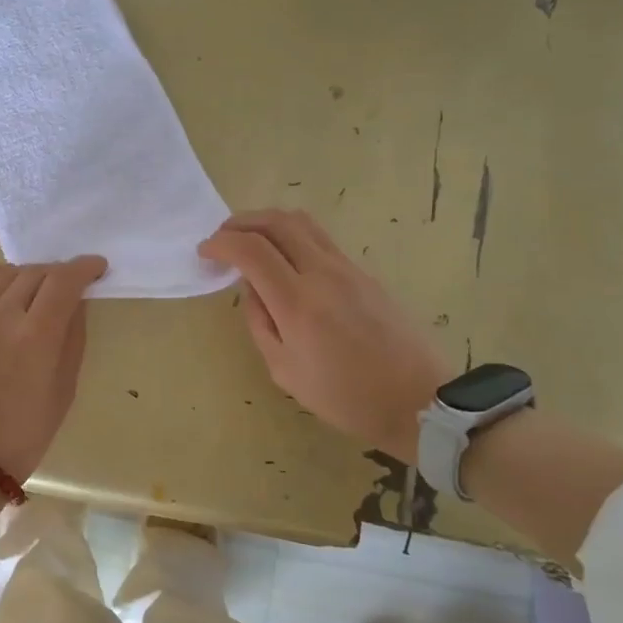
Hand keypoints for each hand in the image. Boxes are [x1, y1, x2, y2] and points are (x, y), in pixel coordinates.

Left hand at [0, 256, 107, 480]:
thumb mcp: (63, 391)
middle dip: (58, 274)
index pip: (65, 281)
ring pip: (2, 276)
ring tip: (34, 289)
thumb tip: (75, 304)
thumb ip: (72, 340)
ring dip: (26, 276)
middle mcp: (0, 316)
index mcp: (36, 336)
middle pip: (35, 274)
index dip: (84, 268)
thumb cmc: (23, 436)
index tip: (96, 267)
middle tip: (68, 286)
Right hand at [199, 211, 451, 460]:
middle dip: (241, 223)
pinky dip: (291, 235)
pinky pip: (319, 238)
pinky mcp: (364, 272)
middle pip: (277, 222)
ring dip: (267, 222)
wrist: (418, 400)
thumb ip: (260, 323)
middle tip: (222, 238)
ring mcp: (348, 268)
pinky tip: (282, 258)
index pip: (252, 250)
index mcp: (299, 302)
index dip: (221, 243)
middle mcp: (323, 273)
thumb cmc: (345, 397)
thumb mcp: (285, 371)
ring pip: (301, 222)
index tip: (205, 252)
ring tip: (249, 240)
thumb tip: (252, 289)